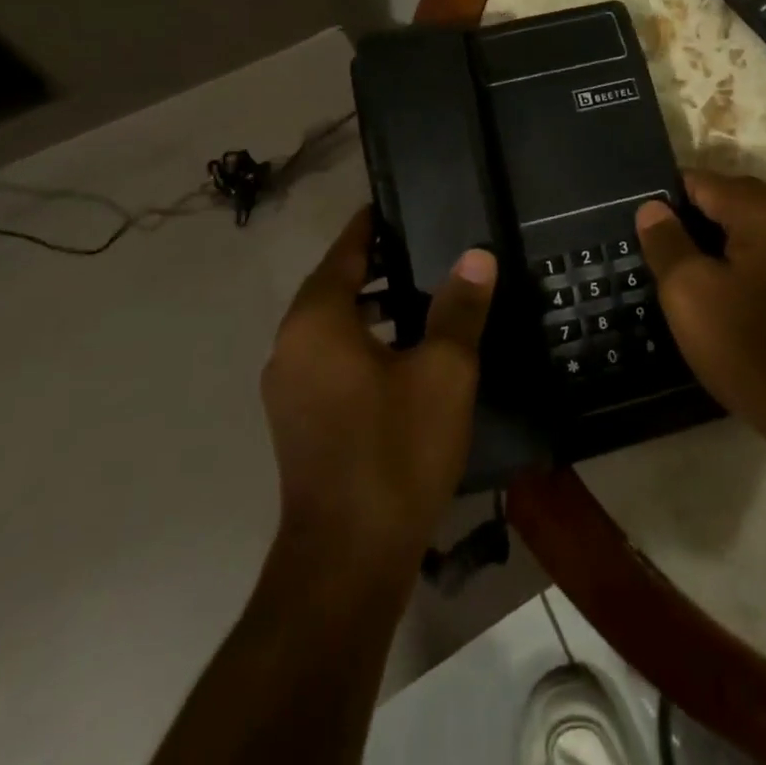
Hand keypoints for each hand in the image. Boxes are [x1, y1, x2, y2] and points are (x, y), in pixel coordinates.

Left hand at [261, 207, 495, 565]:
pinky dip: (360, 339)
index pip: (346, 251)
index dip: (373, 225)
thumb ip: (459, 307)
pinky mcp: (298, 418)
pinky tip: (403, 352)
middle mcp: (291, 345)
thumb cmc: (395, 451)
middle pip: (334, 284)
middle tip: (426, 246)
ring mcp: (289, 385)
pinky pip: (329, 355)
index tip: (401, 204)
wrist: (347, 561)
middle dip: (376, 264)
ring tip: (422, 292)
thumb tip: (476, 255)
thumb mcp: (443, 372)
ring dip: (370, 304)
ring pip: (331, 323)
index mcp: (316, 321)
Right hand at [636, 173, 765, 456]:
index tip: (643, 220)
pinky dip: (747, 258)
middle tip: (662, 243)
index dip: (668, 194)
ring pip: (757, 227)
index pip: (705, 180)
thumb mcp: (690, 294)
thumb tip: (652, 207)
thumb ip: (667, 243)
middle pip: (735, 198)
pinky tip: (730, 288)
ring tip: (690, 266)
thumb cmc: (750, 346)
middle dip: (696, 213)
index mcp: (764, 214)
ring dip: (723, 237)